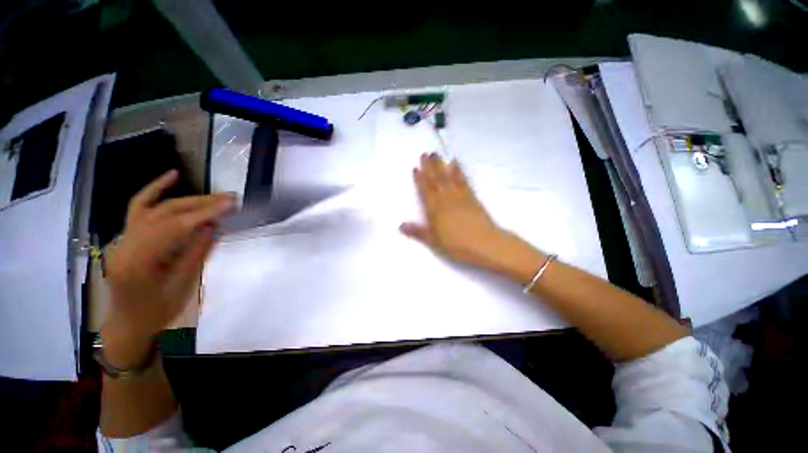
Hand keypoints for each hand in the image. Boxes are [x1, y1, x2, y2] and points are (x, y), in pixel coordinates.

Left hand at [100, 170, 233, 367]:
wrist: (127, 323)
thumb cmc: (156, 312)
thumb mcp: (181, 287)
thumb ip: (195, 253)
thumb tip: (213, 225)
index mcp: (137, 262)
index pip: (175, 228)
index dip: (205, 213)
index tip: (231, 204)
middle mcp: (125, 243)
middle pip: (165, 213)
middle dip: (200, 204)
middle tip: (230, 199)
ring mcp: (123, 237)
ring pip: (155, 207)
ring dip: (188, 199)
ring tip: (215, 196)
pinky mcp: (127, 235)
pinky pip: (139, 207)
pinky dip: (156, 190)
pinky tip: (172, 176)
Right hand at [400, 153, 540, 277]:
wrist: (486, 244)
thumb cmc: (458, 246)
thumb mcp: (435, 242)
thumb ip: (418, 232)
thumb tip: (400, 225)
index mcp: (436, 210)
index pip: (425, 191)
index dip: (420, 179)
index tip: (416, 168)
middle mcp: (447, 199)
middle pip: (437, 181)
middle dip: (430, 167)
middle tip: (425, 154)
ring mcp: (460, 197)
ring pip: (449, 178)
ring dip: (442, 166)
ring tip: (438, 154)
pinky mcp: (472, 197)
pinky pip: (463, 181)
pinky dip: (459, 171)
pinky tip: (456, 165)